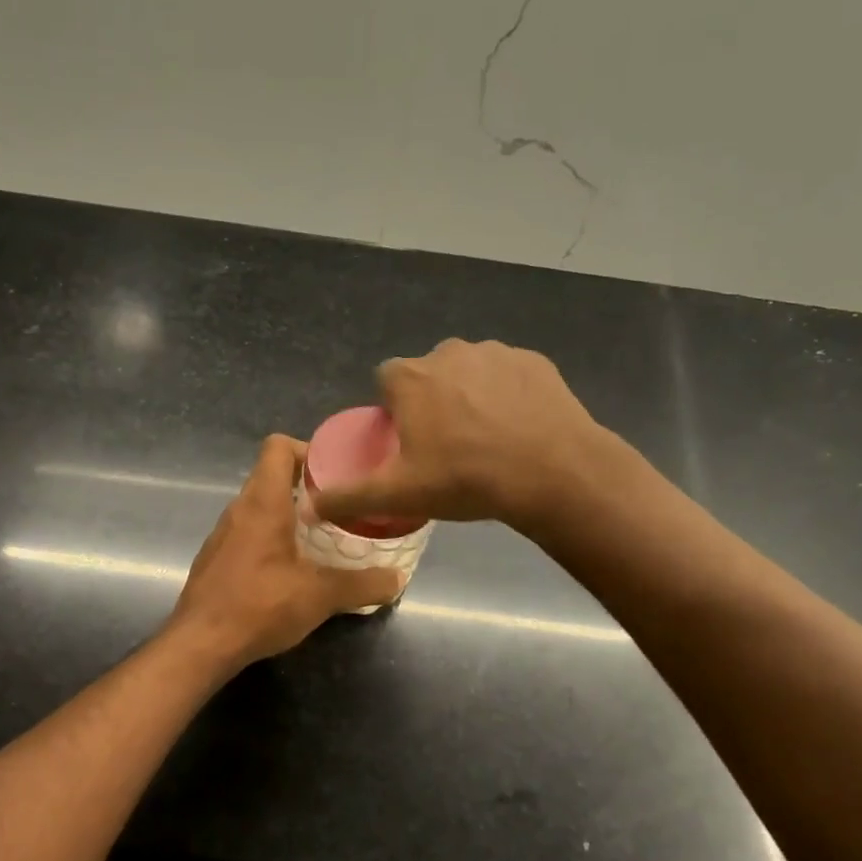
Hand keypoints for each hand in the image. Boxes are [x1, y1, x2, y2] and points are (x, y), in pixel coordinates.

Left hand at [169, 435, 403, 670]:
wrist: (200, 645)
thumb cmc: (260, 606)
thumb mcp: (320, 596)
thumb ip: (362, 584)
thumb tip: (397, 579)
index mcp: (263, 502)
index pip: (278, 446)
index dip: (307, 450)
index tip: (335, 474)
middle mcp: (238, 509)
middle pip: (271, 476)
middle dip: (307, 487)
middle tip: (340, 508)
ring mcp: (222, 534)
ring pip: (259, 507)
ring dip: (289, 515)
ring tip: (321, 538)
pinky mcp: (215, 559)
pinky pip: (248, 533)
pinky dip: (271, 539)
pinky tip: (291, 569)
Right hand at [310, 339, 611, 534]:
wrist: (552, 473)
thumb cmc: (465, 479)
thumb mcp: (398, 494)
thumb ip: (349, 497)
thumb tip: (309, 508)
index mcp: (410, 378)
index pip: (386, 382)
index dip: (394, 410)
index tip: (409, 441)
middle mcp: (447, 352)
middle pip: (428, 375)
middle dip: (433, 401)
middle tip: (448, 446)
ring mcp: (494, 352)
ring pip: (469, 372)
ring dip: (470, 396)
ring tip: (487, 439)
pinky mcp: (533, 361)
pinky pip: (508, 375)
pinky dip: (508, 395)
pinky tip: (518, 428)